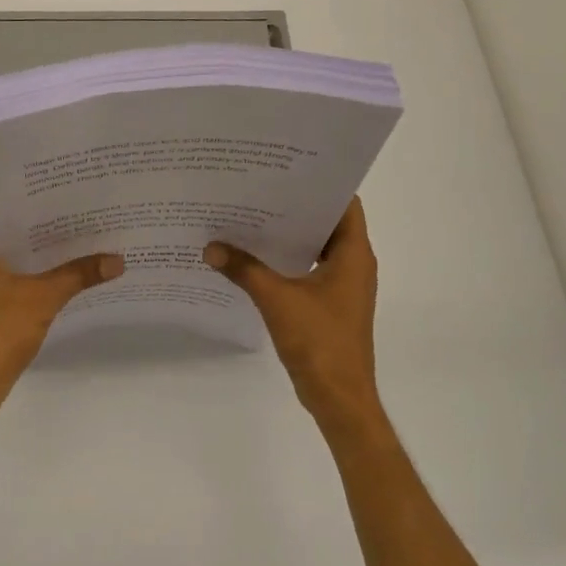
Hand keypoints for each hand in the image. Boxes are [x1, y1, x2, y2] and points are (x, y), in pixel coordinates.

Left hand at [0, 182, 122, 404]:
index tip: (38, 178)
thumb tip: (118, 260)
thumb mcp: (42, 297)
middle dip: (23, 211)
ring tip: (62, 228)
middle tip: (61, 199)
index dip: (4, 183)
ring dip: (22, 239)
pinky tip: (51, 265)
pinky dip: (19, 264)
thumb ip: (78, 274)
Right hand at [204, 198, 381, 427]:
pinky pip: (307, 272)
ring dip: (288, 237)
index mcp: (354, 254)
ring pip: (315, 249)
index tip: (286, 170)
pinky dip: (285, 263)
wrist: (338, 395)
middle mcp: (353, 264)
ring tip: (249, 219)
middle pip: (326, 224)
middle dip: (294, 208)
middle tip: (257, 190)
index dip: (319, 184)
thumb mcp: (277, 300)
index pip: (345, 203)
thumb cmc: (319, 341)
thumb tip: (211, 247)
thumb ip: (244, 270)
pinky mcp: (329, 306)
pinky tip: (253, 260)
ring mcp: (342, 287)